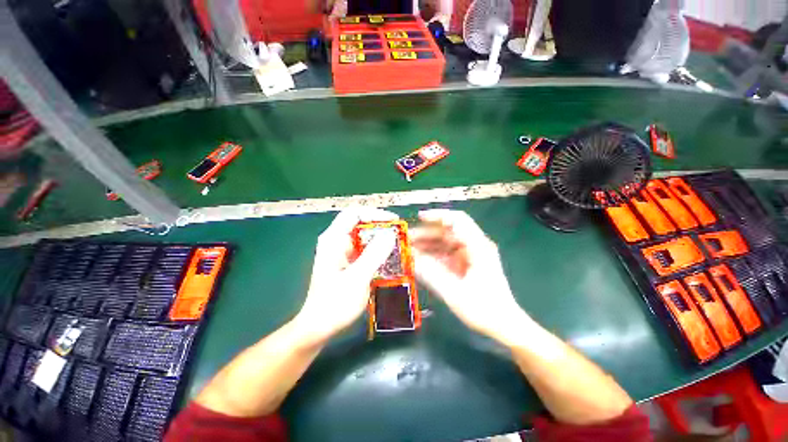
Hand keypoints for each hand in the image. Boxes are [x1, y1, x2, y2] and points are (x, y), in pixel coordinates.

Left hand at [294, 208, 397, 344]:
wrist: (319, 328)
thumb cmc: (334, 304)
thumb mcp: (357, 278)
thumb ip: (374, 254)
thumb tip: (390, 233)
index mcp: (333, 239)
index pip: (354, 214)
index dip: (375, 214)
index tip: (394, 222)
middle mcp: (337, 242)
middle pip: (360, 224)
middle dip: (381, 227)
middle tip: (400, 234)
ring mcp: (342, 252)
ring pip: (364, 237)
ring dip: (381, 240)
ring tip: (399, 245)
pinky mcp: (348, 262)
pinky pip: (365, 250)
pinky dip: (378, 251)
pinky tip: (390, 259)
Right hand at [410, 210, 531, 344]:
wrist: (505, 325)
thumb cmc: (484, 309)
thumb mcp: (454, 292)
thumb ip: (431, 274)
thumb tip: (410, 258)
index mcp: (477, 247)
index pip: (457, 220)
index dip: (438, 215)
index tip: (419, 218)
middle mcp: (474, 246)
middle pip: (447, 231)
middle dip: (426, 233)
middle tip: (406, 240)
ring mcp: (470, 255)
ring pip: (445, 243)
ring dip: (427, 245)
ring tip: (408, 250)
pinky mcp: (466, 264)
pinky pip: (446, 254)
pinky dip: (433, 255)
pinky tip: (420, 260)